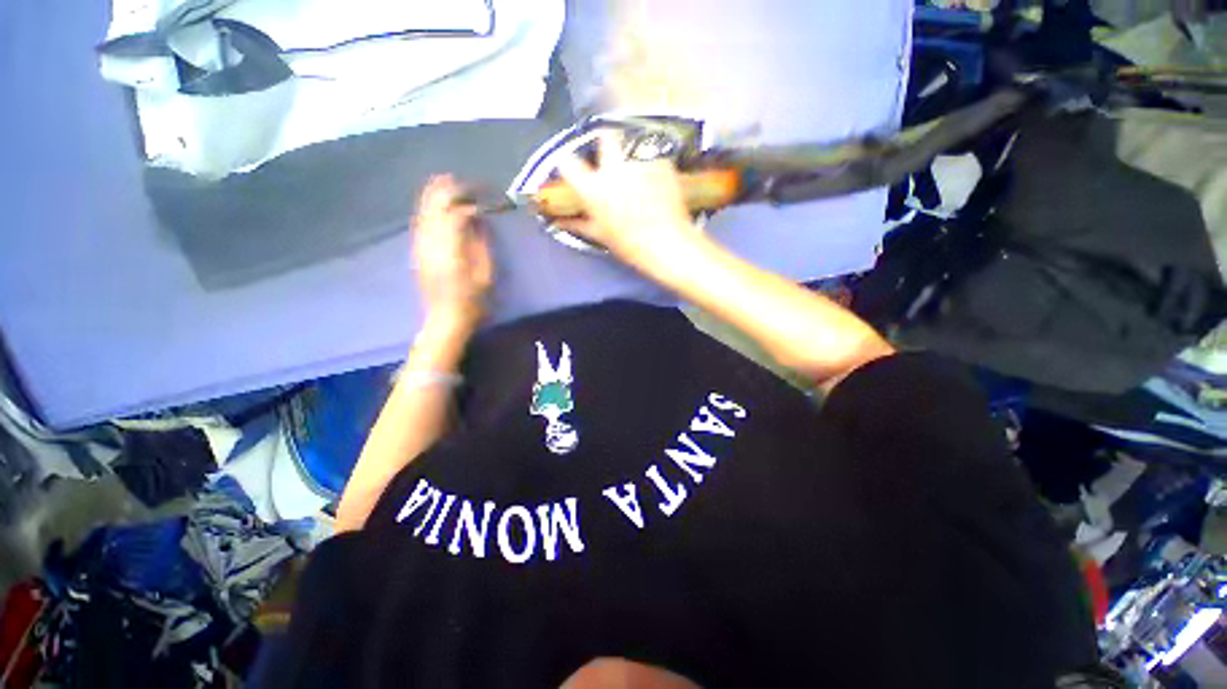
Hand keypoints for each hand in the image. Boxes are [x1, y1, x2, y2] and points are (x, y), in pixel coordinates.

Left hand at [412, 176, 493, 337]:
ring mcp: (421, 245)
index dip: (468, 199)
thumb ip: (481, 244)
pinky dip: (427, 208)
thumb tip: (478, 220)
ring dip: (434, 194)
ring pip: (424, 211)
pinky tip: (433, 204)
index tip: (483, 195)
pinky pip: (420, 222)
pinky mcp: (418, 251)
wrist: (445, 318)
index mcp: (450, 245)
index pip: (455, 211)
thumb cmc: (472, 299)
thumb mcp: (485, 274)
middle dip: (446, 189)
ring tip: (445, 181)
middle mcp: (431, 240)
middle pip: (434, 205)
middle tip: (459, 179)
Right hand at [557, 131, 703, 272]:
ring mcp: (640, 161)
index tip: (573, 168)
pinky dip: (649, 158)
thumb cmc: (631, 245)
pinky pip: (651, 151)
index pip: (568, 163)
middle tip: (610, 159)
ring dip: (628, 148)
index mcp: (594, 188)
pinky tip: (653, 175)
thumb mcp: (601, 236)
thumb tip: (559, 221)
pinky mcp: (662, 160)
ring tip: (634, 167)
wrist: (669, 244)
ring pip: (631, 139)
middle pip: (604, 135)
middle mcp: (613, 167)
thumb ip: (578, 224)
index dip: (568, 164)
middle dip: (605, 141)